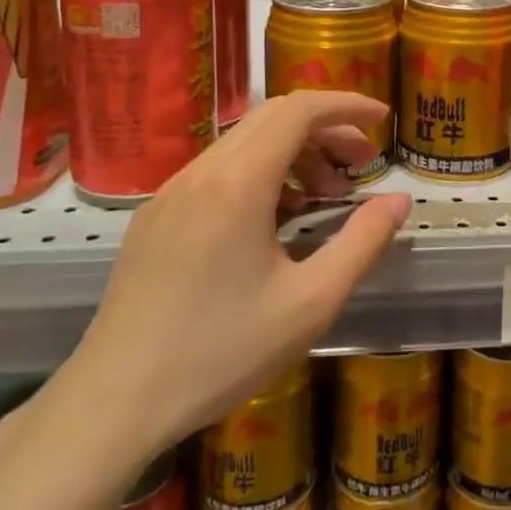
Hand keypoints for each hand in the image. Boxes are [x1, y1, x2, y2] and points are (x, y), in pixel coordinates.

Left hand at [48, 91, 410, 471]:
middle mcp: (202, 172)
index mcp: (239, 183)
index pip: (299, 110)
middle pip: (273, 118)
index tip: (382, 120)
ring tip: (323, 196)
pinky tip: (274, 221)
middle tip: (360, 162)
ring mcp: (171, 192)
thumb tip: (398, 200)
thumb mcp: (310, 303)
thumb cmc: (220, 352)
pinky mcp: (155, 217)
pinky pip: (218, 170)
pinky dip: (260, 173)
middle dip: (325, 128)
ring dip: (293, 152)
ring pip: (244, 142)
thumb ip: (363, 242)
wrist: (112, 404)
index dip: (346, 105)